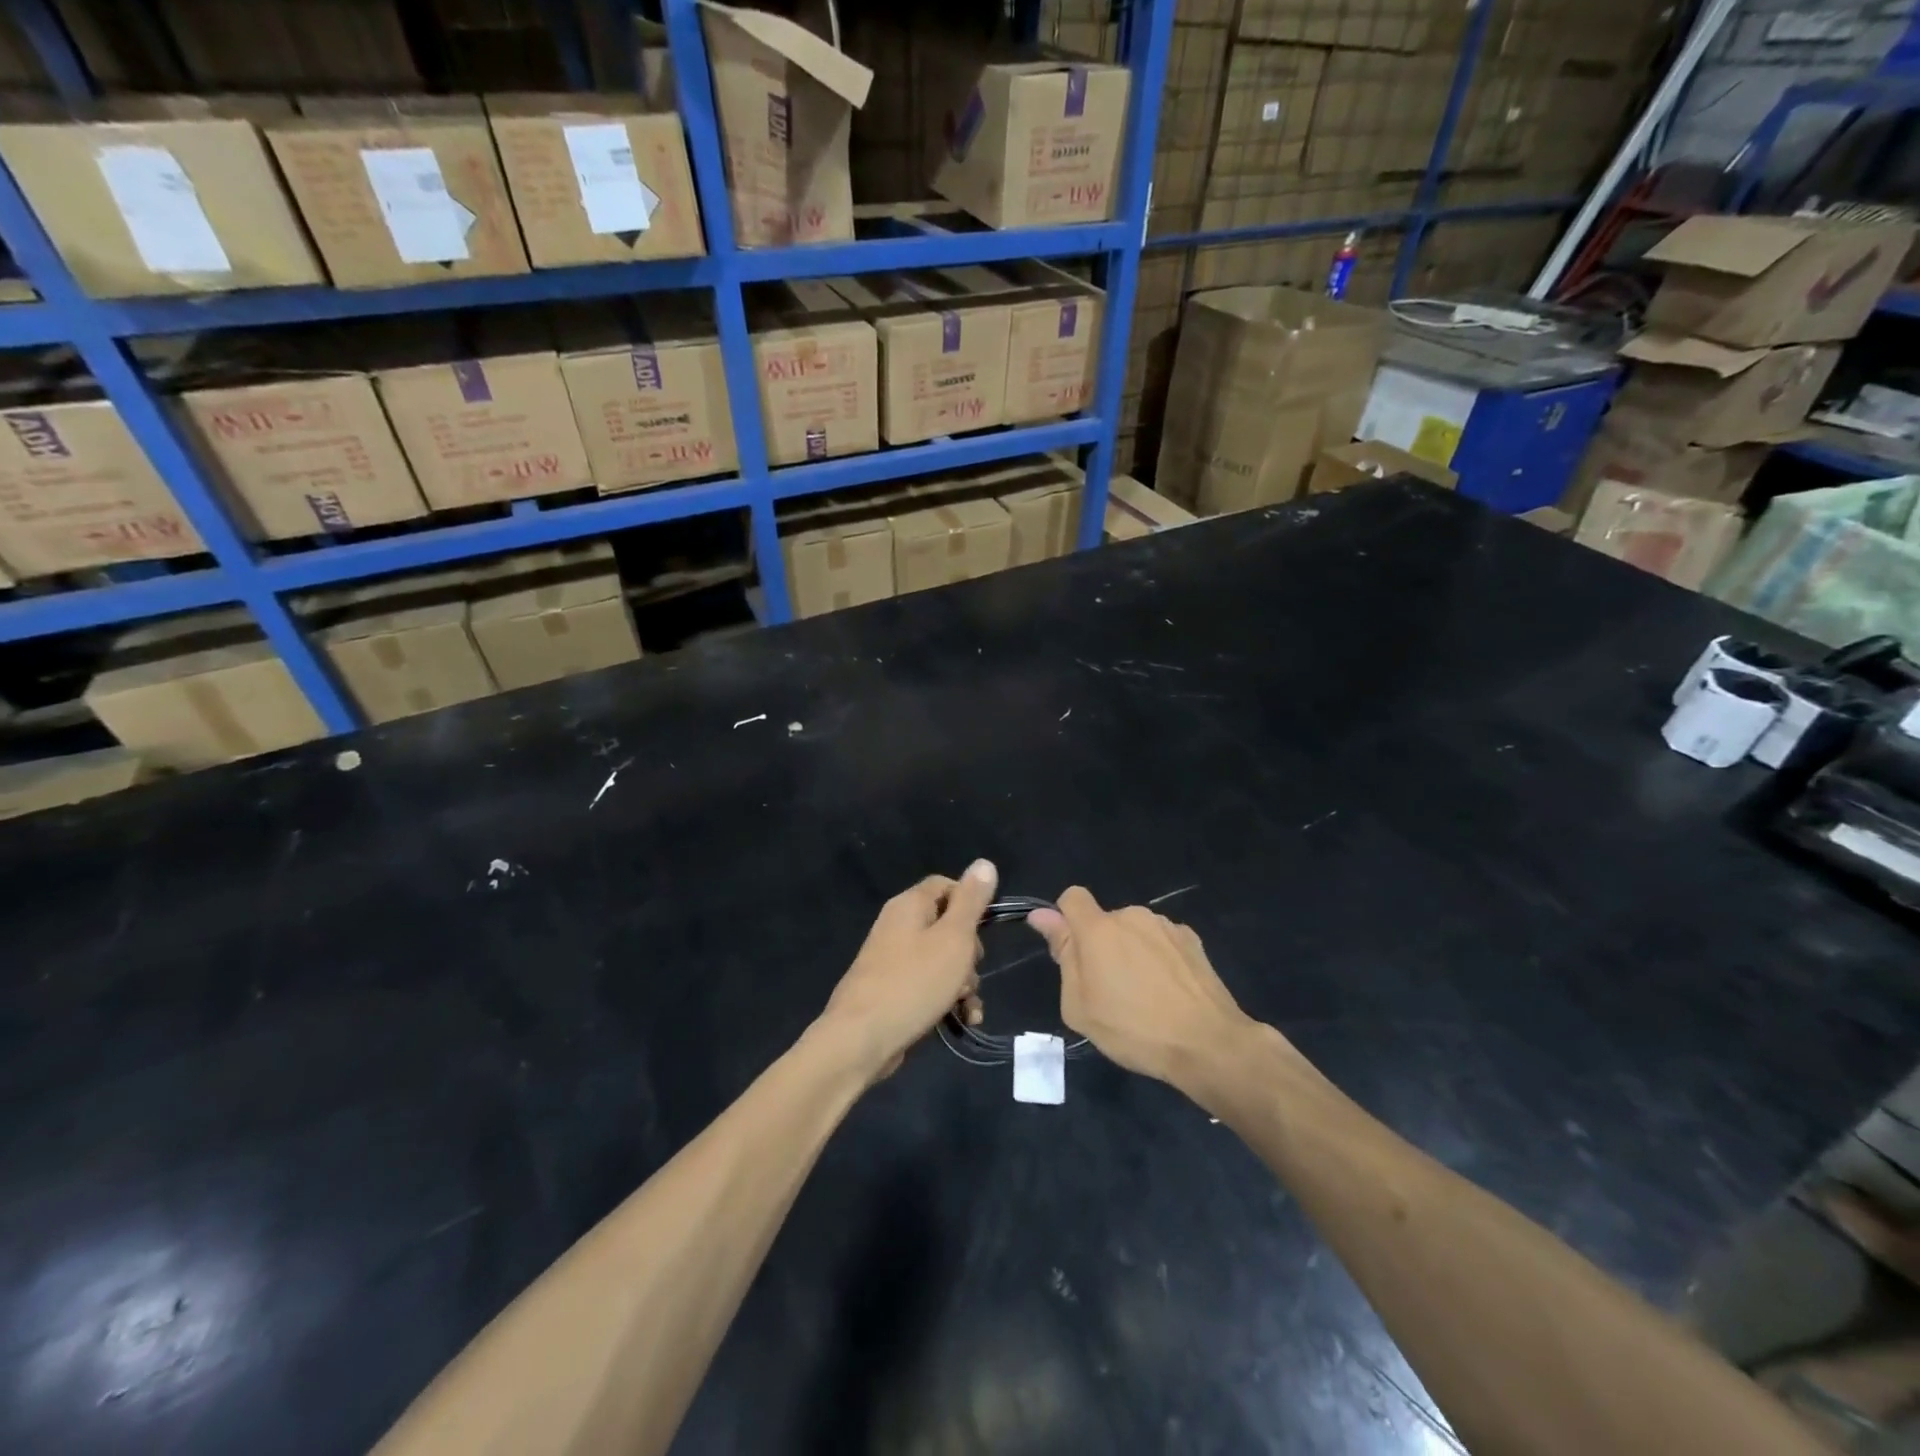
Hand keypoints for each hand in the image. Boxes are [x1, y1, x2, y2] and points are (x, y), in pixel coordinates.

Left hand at [821, 860, 997, 1079]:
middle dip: (969, 951)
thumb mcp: (954, 938)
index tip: (984, 930)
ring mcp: (892, 959)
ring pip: (941, 959)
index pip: (947, 885)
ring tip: (968, 1005)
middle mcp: (898, 925)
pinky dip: (947, 998)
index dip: (971, 903)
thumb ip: (971, 901)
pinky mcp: (892, 989)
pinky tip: (962, 1019)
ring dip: (963, 981)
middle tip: (971, 971)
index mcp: (910, 905)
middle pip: (947, 925)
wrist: (861, 1039)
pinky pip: (928, 984)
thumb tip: (984, 863)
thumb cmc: (914, 982)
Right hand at [1029, 887, 1254, 1087]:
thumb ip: (1063, 954)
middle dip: (1102, 946)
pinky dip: (1159, 959)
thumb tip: (1043, 916)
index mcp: (1099, 929)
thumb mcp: (1080, 1005)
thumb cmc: (1133, 1029)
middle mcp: (1132, 916)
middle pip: (1105, 921)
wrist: (1208, 1043)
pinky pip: (1162, 942)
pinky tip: (1171, 993)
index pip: (1072, 897)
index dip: (1065, 918)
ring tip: (1145, 996)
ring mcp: (1166, 926)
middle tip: (1110, 991)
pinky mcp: (1192, 940)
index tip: (1071, 951)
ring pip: (1135, 932)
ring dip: (1132, 952)